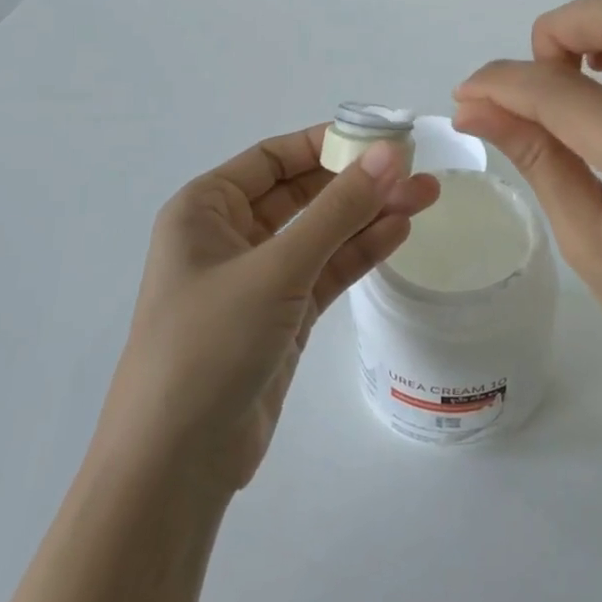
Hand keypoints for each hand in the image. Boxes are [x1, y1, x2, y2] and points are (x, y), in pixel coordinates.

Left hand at [104, 126, 439, 491]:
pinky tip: (399, 232)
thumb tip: (390, 152)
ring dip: (369, 214)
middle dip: (358, 180)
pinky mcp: (283, 315)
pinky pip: (326, 269)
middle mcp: (230, 235)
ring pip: (321, 231)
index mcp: (206, 208)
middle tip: (416, 168)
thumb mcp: (277, 268)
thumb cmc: (209, 345)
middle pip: (303, 192)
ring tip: (425, 194)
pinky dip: (360, 251)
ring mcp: (259, 278)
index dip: (327, 142)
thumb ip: (338, 209)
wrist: (176, 465)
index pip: (274, 158)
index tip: (382, 135)